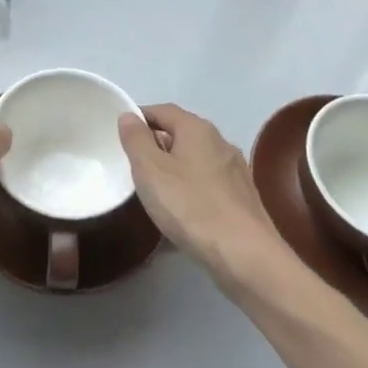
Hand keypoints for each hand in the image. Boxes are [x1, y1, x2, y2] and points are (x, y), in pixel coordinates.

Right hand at [119, 104, 284, 289]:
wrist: (246, 256)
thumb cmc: (191, 206)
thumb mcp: (150, 170)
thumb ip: (136, 139)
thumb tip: (129, 116)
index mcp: (197, 129)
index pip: (163, 110)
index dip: (140, 117)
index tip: (121, 135)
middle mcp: (220, 142)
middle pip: (181, 135)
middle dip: (156, 146)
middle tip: (134, 166)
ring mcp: (235, 172)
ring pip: (195, 162)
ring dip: (174, 172)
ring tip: (154, 194)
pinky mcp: (243, 200)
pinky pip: (208, 187)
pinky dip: (191, 193)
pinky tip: (181, 217)